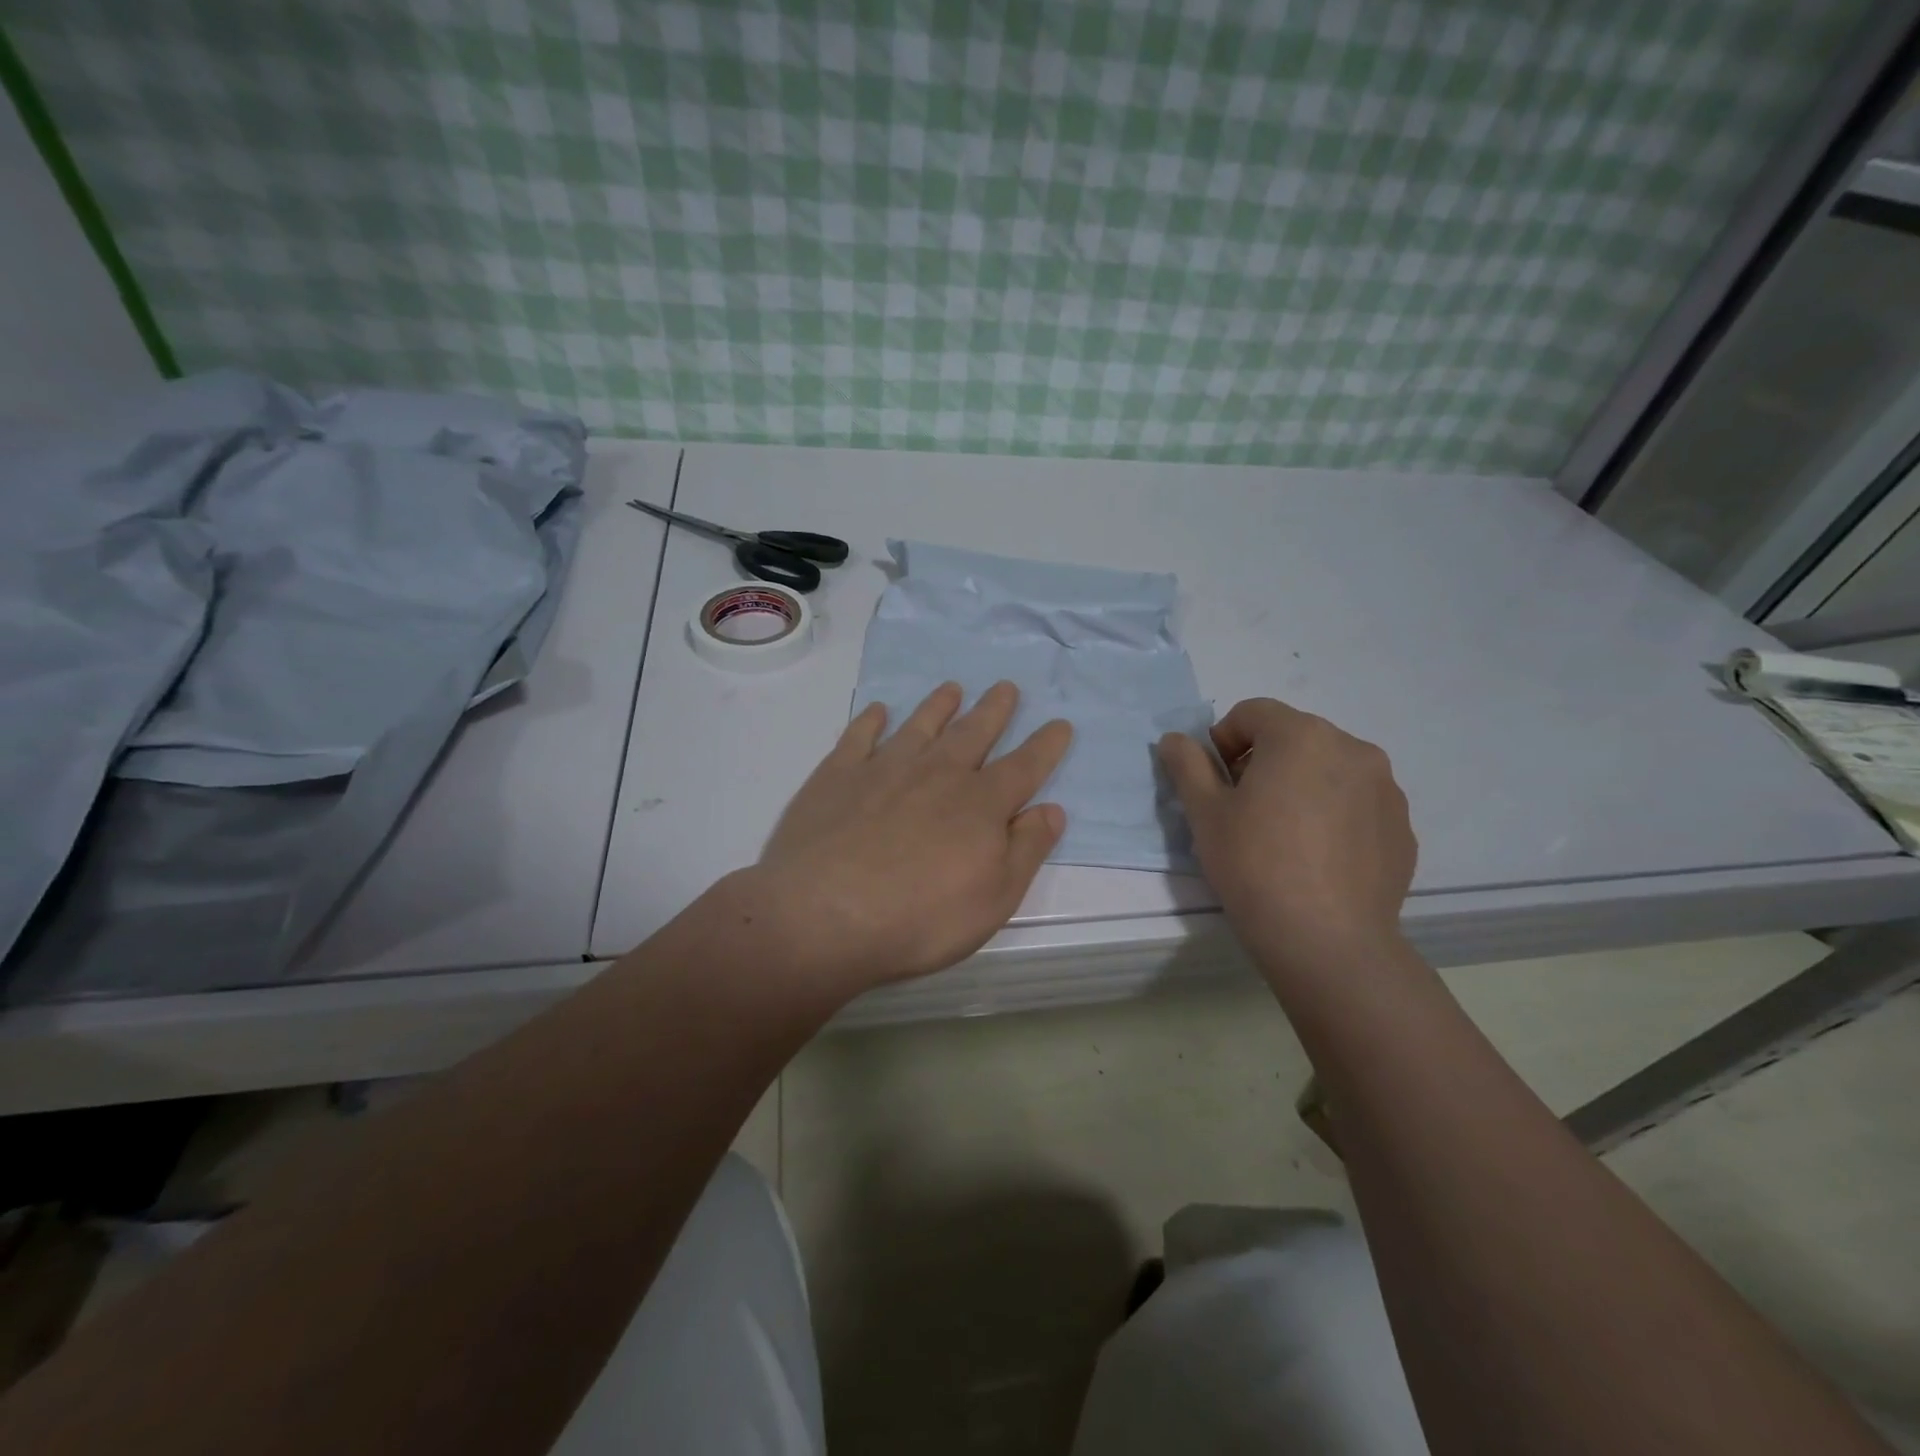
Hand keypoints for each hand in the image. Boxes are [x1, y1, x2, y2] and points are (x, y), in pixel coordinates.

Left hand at [746, 681, 1071, 999]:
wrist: (825, 914)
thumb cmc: (920, 918)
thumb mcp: (994, 899)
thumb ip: (1027, 850)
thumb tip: (1052, 809)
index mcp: (980, 804)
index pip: (1024, 767)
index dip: (1045, 746)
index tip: (1060, 723)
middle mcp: (937, 773)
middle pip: (973, 733)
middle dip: (994, 710)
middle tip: (1005, 687)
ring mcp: (885, 768)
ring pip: (920, 725)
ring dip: (939, 705)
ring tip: (951, 688)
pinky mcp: (838, 774)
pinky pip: (860, 736)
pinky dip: (871, 720)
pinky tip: (878, 711)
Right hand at [1158, 698, 1416, 981]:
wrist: (1327, 941)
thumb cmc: (1254, 865)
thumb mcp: (1204, 812)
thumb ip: (1187, 764)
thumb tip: (1174, 739)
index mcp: (1300, 736)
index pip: (1252, 712)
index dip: (1224, 739)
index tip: (1215, 782)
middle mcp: (1352, 748)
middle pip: (1295, 737)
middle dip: (1264, 760)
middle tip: (1244, 809)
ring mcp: (1386, 788)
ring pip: (1330, 769)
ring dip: (1302, 784)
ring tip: (1284, 835)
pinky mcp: (1402, 827)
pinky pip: (1358, 803)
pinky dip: (1334, 814)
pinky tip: (1317, 858)